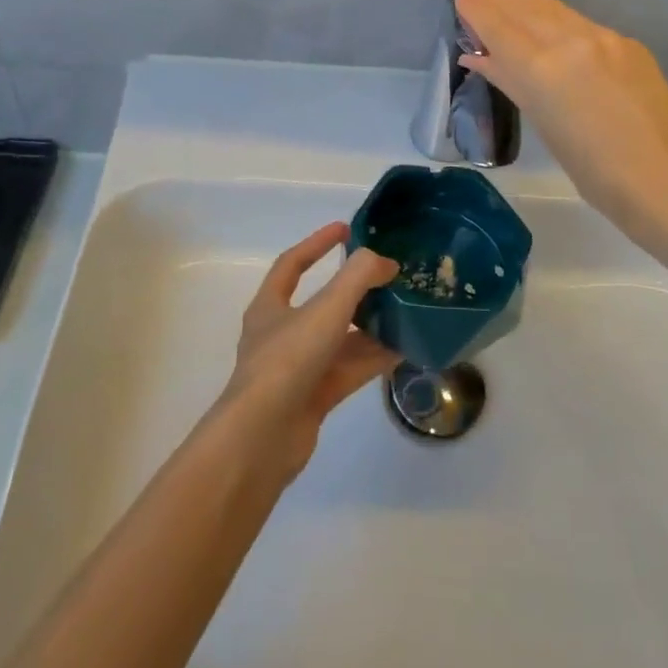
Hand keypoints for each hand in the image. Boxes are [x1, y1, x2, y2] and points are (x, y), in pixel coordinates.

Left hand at [215, 223, 399, 480]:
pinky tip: (404, 349)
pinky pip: (349, 369)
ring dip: (370, 325)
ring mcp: (298, 368)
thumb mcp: (325, 309)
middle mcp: (281, 334)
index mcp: (270, 306)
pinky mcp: (315, 397)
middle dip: (355, 290)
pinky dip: (373, 358)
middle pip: (322, 303)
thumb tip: (385, 262)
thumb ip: (358, 278)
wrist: (262, 438)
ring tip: (405, 311)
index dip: (317, 243)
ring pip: (340, 339)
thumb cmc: (287, 361)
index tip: (346, 229)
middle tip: (388, 277)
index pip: (292, 264)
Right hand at [455, 0, 667, 237]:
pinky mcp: (628, 43)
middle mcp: (570, 41)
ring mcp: (603, 38)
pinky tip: (549, 15)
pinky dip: (556, 14)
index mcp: (541, 68)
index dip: (477, 9)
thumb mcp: (542, 123)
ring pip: (555, 10)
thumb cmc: (592, 169)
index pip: (499, 27)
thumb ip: (509, 81)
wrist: (664, 178)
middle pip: (526, 11)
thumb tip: (476, 57)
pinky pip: (581, 21)